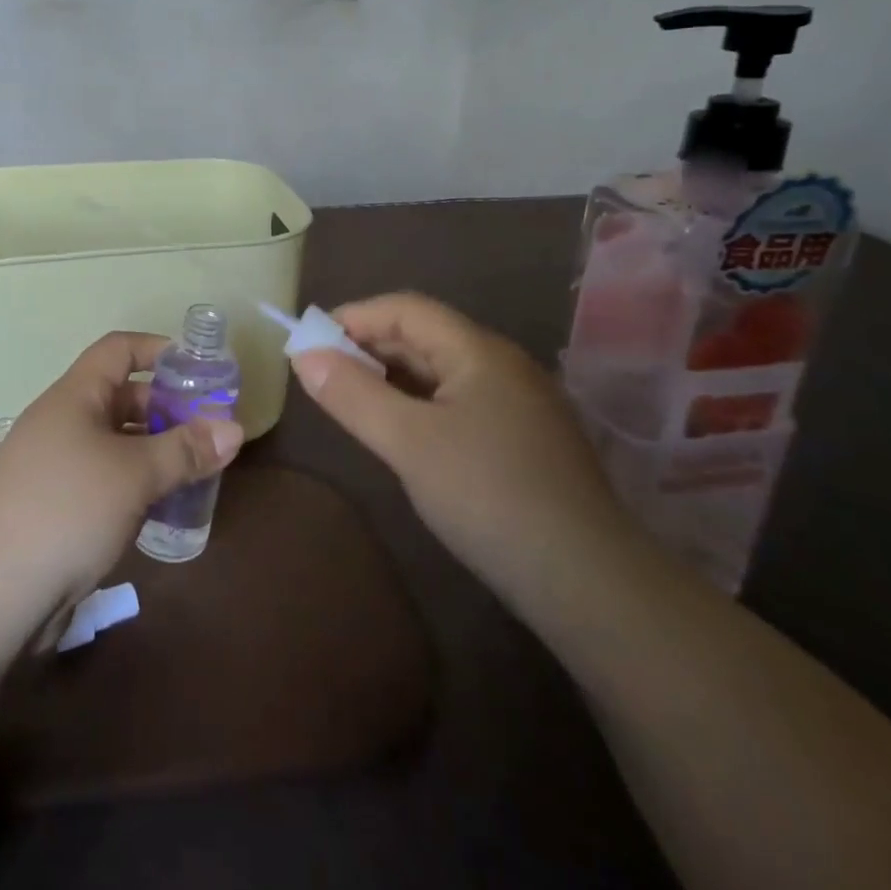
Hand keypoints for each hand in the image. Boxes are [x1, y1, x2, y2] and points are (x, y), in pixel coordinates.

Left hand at [0, 332, 244, 609]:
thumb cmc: (69, 508)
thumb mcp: (136, 474)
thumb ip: (186, 450)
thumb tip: (235, 429)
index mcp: (74, 396)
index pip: (118, 350)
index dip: (158, 350)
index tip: (198, 371)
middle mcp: (63, 421)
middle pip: (121, 397)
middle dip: (166, 409)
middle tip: (209, 432)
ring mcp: (56, 464)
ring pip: (115, 442)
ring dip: (154, 451)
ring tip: (195, 470)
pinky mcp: (56, 503)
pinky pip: (104, 477)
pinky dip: (135, 483)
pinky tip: (161, 507)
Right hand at [293, 294, 634, 595]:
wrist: (586, 581)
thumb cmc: (488, 495)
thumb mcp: (408, 442)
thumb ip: (352, 395)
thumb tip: (304, 356)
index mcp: (479, 352)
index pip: (407, 309)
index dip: (354, 317)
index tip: (310, 343)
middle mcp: (502, 365)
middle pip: (424, 336)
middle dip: (369, 347)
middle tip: (322, 375)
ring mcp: (517, 404)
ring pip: (440, 372)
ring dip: (391, 377)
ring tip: (351, 401)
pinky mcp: (521, 439)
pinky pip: (457, 402)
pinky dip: (417, 405)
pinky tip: (399, 432)